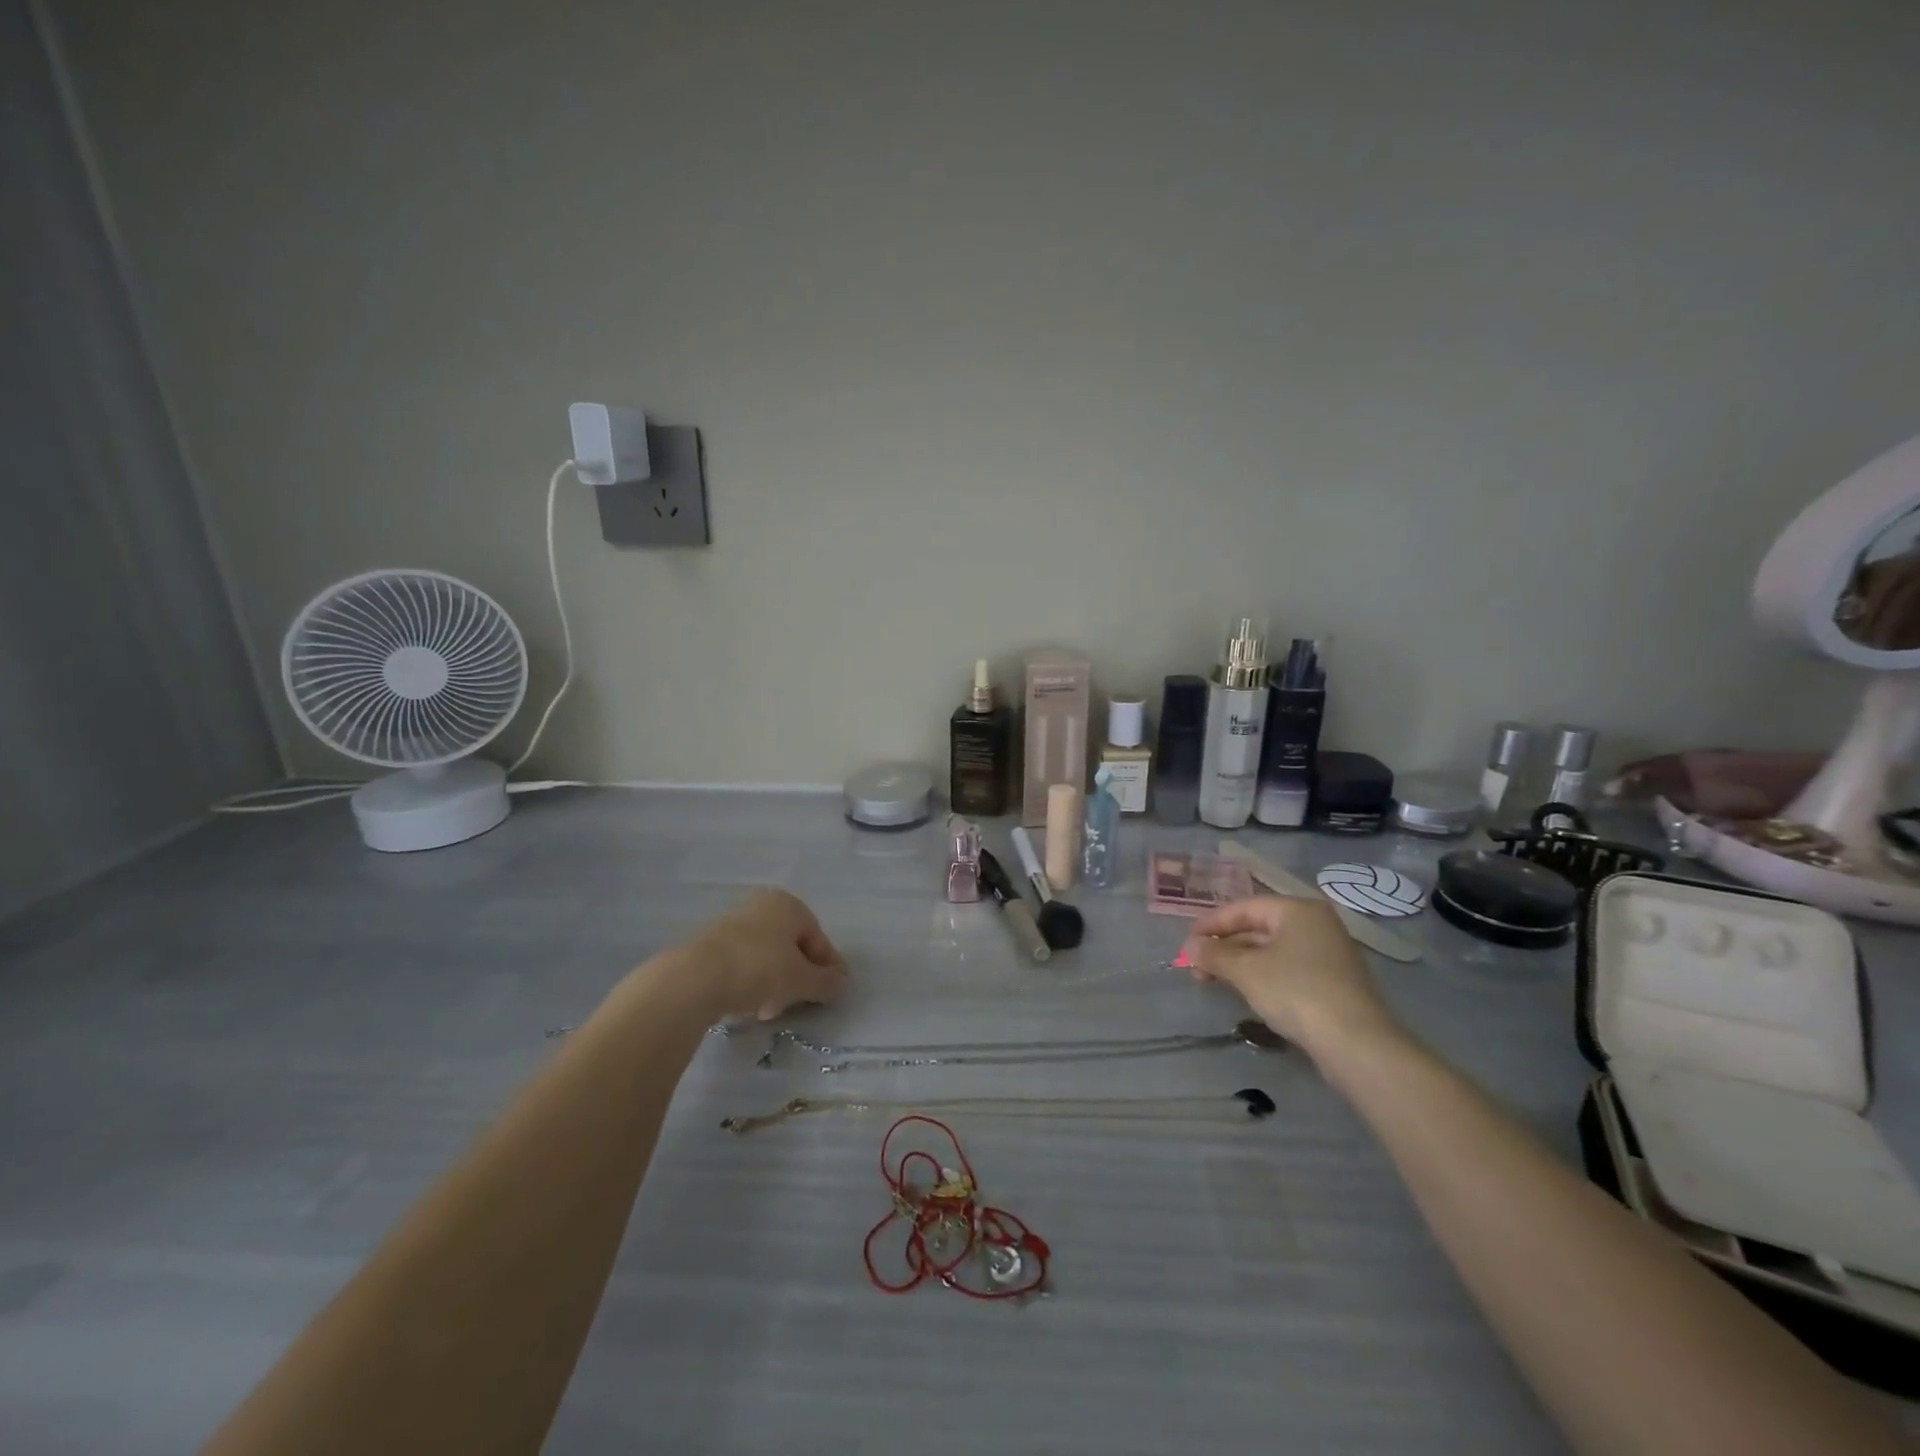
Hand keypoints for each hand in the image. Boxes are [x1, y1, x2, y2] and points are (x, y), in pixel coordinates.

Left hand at [686, 889, 847, 1021]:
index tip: (832, 993)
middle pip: (792, 948)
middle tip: (799, 1004)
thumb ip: (825, 982)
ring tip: (768, 1012)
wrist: (696, 977)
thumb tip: (840, 982)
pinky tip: (746, 1006)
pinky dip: (751, 984)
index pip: (818, 939)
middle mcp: (763, 907)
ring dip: (774, 986)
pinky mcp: (712, 945)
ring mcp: (735, 924)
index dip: (828, 968)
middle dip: (797, 979)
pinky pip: (743, 964)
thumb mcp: (801, 980)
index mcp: (789, 905)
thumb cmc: (760, 969)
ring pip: (767, 958)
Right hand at [1181, 894, 1399, 1058]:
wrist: (1356, 1044)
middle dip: (1224, 947)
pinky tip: (1246, 993)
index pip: (1244, 908)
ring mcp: (1329, 954)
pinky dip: (1262, 976)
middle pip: (1258, 928)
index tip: (1187, 943)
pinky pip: (1288, 969)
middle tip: (1196, 966)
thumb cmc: (1296, 992)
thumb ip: (1214, 954)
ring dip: (1240, 964)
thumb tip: (1189, 946)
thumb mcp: (1246, 971)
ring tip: (1213, 980)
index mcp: (1298, 910)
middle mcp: (1316, 925)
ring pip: (1272, 951)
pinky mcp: (1335, 983)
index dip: (1211, 924)